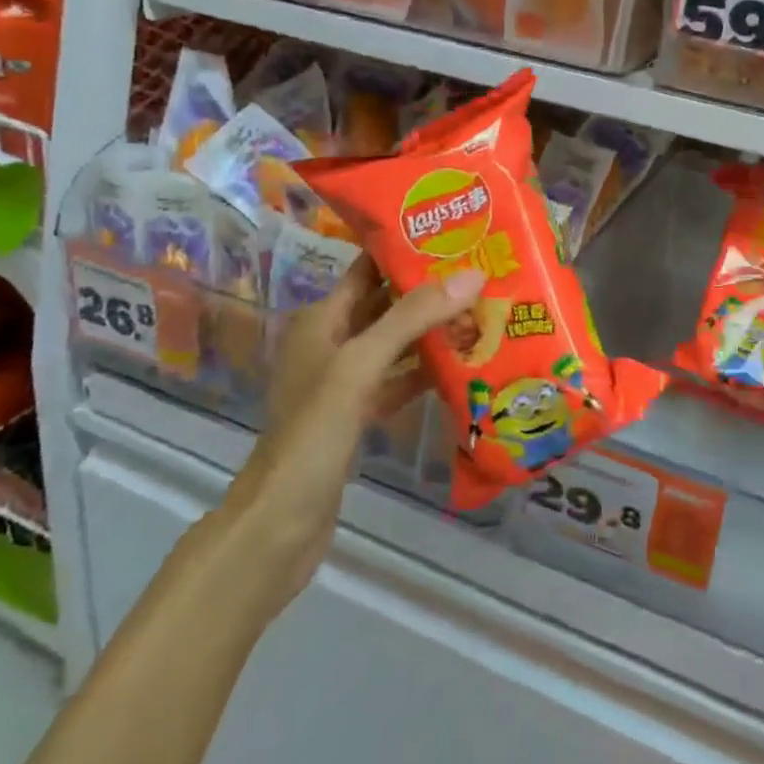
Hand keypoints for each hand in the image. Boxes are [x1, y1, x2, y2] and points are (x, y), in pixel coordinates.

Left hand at [219, 257, 482, 613]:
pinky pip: (398, 379)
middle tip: (483, 273)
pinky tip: (463, 365)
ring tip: (483, 311)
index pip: (368, 269)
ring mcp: (343, 382)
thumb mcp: (360, 366)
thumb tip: (472, 274)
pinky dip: (425, 371)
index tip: (455, 236)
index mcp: (321, 320)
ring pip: (395, 344)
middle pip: (386, 305)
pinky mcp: (357, 415)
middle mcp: (331, 343)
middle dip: (430, 290)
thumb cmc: (313, 434)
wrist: (279, 526)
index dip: (405, 250)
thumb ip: (412, 318)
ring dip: (433, 331)